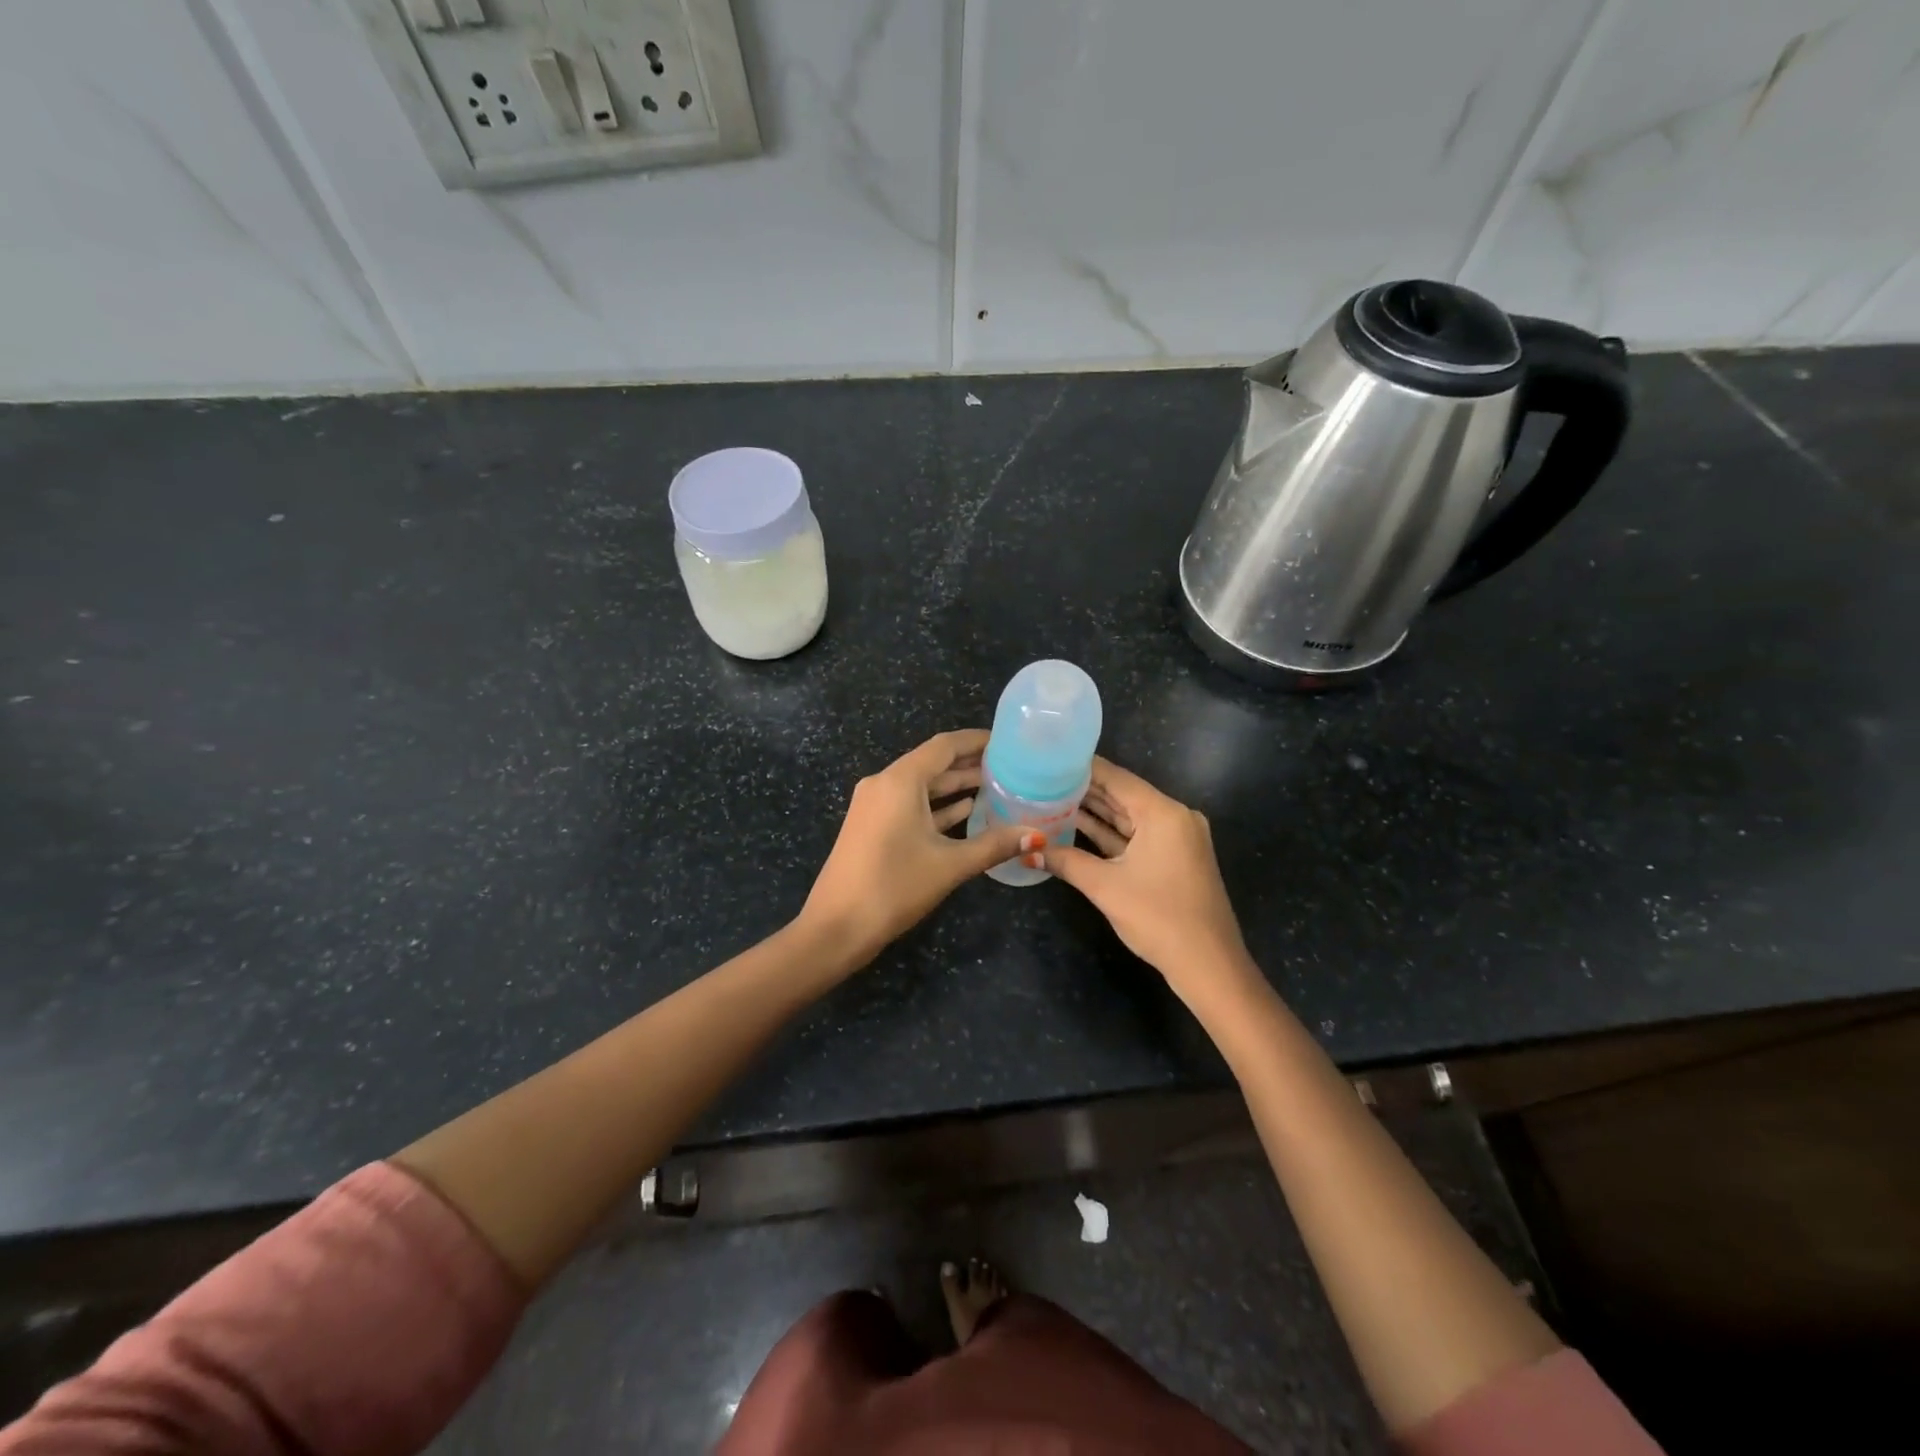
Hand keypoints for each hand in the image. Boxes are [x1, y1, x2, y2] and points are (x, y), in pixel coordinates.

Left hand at [801, 729, 1037, 964]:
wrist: (835, 927)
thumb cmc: (893, 887)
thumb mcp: (949, 865)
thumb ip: (994, 845)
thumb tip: (1037, 835)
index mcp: (900, 781)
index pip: (944, 745)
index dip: (977, 740)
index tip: (1008, 741)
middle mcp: (884, 783)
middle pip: (933, 763)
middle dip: (969, 763)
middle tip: (1011, 765)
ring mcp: (875, 805)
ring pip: (922, 786)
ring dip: (955, 786)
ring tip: (997, 785)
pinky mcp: (872, 826)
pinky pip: (910, 805)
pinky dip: (937, 806)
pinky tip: (967, 811)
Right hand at [1044, 758, 1256, 1009]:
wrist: (1208, 964)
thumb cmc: (1158, 918)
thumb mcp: (1105, 887)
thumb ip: (1066, 862)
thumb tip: (1029, 851)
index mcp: (1163, 813)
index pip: (1116, 778)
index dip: (1082, 768)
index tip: (1049, 759)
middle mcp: (1174, 817)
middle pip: (1123, 795)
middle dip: (1084, 789)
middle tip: (1043, 778)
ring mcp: (1176, 838)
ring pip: (1129, 817)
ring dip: (1095, 811)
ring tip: (1052, 798)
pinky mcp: (1174, 858)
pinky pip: (1137, 836)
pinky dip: (1110, 833)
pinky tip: (1077, 826)